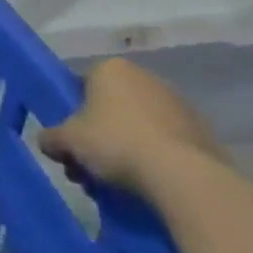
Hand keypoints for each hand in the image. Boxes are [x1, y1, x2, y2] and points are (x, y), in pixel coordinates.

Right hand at [37, 58, 223, 197]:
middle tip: (87, 166)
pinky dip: (153, 159)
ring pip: (137, 127)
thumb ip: (50, 138)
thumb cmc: (115, 143)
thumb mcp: (66, 141)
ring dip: (123, 149)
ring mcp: (179, 105)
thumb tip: (49, 142)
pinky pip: (165, 144)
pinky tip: (144, 183)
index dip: (71, 112)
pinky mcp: (203, 134)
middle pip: (109, 107)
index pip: (81, 85)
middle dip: (96, 136)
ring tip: (113, 182)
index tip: (70, 138)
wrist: (183, 177)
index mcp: (111, 69)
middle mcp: (146, 78)